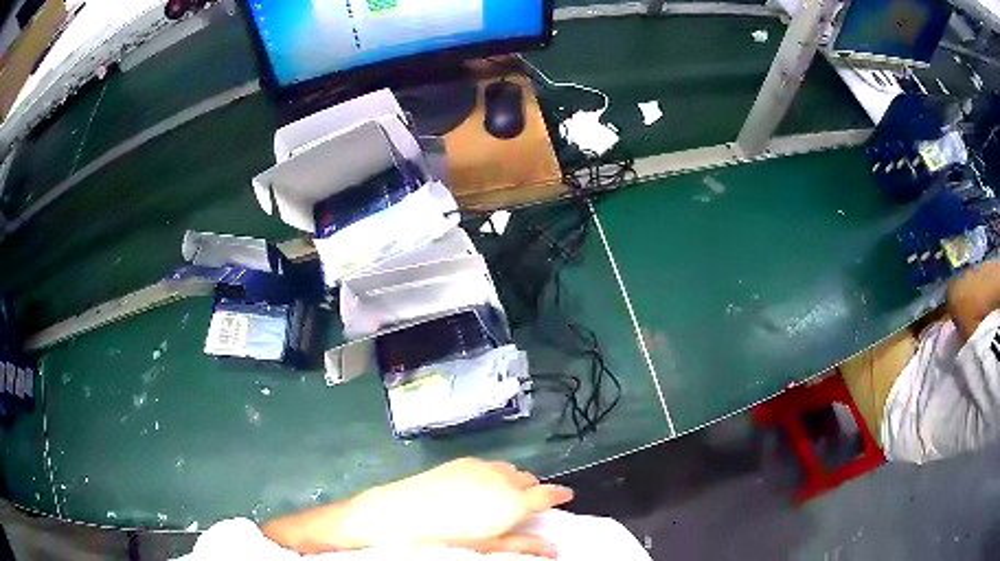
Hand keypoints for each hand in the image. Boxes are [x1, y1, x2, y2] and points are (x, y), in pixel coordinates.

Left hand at [262, 458, 573, 556]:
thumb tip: (554, 549)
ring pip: (509, 469)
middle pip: (528, 480)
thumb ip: (523, 545)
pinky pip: (488, 464)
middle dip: (534, 490)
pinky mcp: (459, 462)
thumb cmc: (446, 538)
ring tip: (506, 495)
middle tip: (531, 504)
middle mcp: (501, 478)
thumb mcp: (488, 546)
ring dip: (514, 480)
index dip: (560, 494)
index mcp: (512, 501)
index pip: (547, 494)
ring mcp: (478, 467)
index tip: (567, 495)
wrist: (396, 514)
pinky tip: (481, 486)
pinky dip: (495, 473)